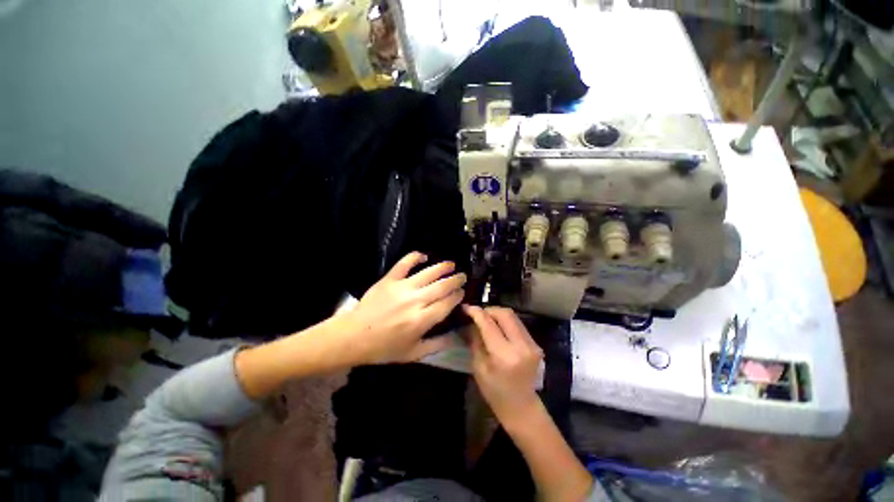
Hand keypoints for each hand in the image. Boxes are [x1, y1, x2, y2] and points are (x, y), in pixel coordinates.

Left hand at [338, 252, 464, 364]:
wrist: (354, 337)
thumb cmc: (385, 348)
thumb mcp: (414, 353)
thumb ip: (438, 345)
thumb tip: (457, 336)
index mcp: (422, 320)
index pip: (447, 303)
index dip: (458, 296)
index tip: (462, 292)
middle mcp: (416, 300)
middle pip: (442, 286)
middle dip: (456, 280)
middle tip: (462, 276)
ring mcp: (402, 287)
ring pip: (429, 273)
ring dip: (443, 267)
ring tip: (451, 264)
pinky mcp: (389, 279)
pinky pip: (405, 263)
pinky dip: (415, 256)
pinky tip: (424, 256)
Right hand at [464, 305, 543, 424]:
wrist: (522, 407)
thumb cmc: (495, 392)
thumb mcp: (478, 367)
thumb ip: (475, 340)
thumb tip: (471, 321)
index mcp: (504, 355)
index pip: (488, 324)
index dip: (476, 312)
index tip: (466, 307)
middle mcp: (522, 346)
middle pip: (505, 314)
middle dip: (489, 310)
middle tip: (478, 314)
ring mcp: (532, 344)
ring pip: (513, 316)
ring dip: (497, 314)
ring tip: (486, 319)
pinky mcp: (536, 344)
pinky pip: (518, 324)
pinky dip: (506, 321)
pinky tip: (498, 328)